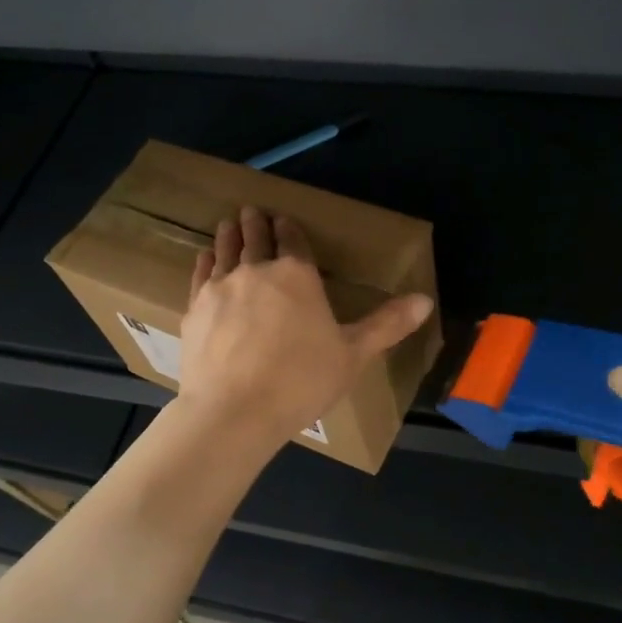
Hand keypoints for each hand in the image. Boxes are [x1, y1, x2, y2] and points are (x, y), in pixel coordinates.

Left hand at [179, 207, 434, 444]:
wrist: (235, 411)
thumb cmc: (302, 381)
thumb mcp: (353, 355)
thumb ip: (387, 324)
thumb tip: (426, 301)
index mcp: (297, 275)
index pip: (293, 240)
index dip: (289, 228)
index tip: (283, 219)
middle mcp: (257, 271)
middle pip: (256, 238)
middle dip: (256, 223)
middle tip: (252, 211)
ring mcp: (221, 288)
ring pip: (225, 250)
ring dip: (229, 234)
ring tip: (228, 223)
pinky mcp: (195, 310)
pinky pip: (201, 276)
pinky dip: (205, 262)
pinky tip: (204, 258)